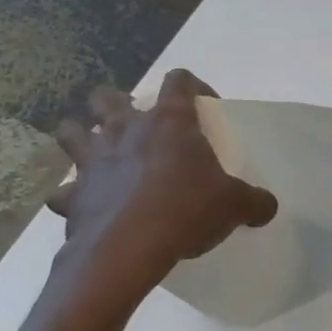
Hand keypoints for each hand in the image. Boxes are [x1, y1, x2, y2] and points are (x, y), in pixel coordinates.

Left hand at [44, 72, 276, 325]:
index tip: (205, 105)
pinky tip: (86, 205)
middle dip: (117, 103)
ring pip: (71, 130)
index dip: (193, 86)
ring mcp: (92, 160)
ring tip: (97, 152)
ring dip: (80, 136)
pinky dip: (72, 196)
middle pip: (108, 96)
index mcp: (169, 122)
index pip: (179, 81)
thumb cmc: (186, 211)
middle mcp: (125, 130)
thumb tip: (267, 206)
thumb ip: (254, 201)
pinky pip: (64, 191)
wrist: (128, 249)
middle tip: (136, 124)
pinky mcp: (72, 195)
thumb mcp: (234, 205)